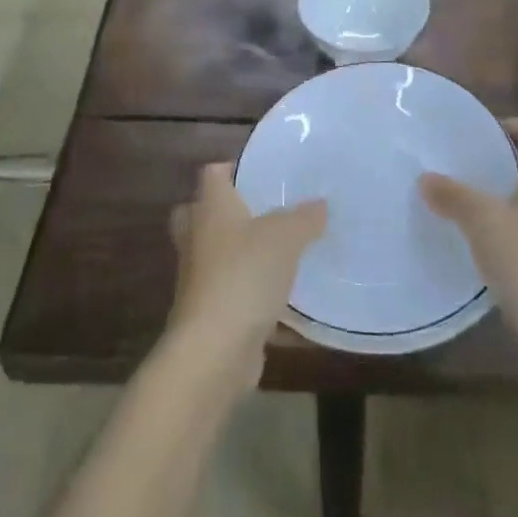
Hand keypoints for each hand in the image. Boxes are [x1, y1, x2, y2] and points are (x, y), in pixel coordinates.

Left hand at [164, 164, 326, 389]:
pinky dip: (254, 296)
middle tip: (264, 212)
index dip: (233, 168)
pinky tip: (287, 302)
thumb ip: (305, 217)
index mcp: (210, 207)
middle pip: (204, 213)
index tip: (263, 172)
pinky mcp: (209, 312)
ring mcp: (198, 277)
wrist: (215, 348)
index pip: (213, 173)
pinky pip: (233, 294)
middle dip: (229, 212)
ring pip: (217, 255)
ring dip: (241, 255)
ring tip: (281, 253)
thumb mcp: (286, 237)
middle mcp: (197, 237)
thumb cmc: (245, 274)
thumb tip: (320, 204)